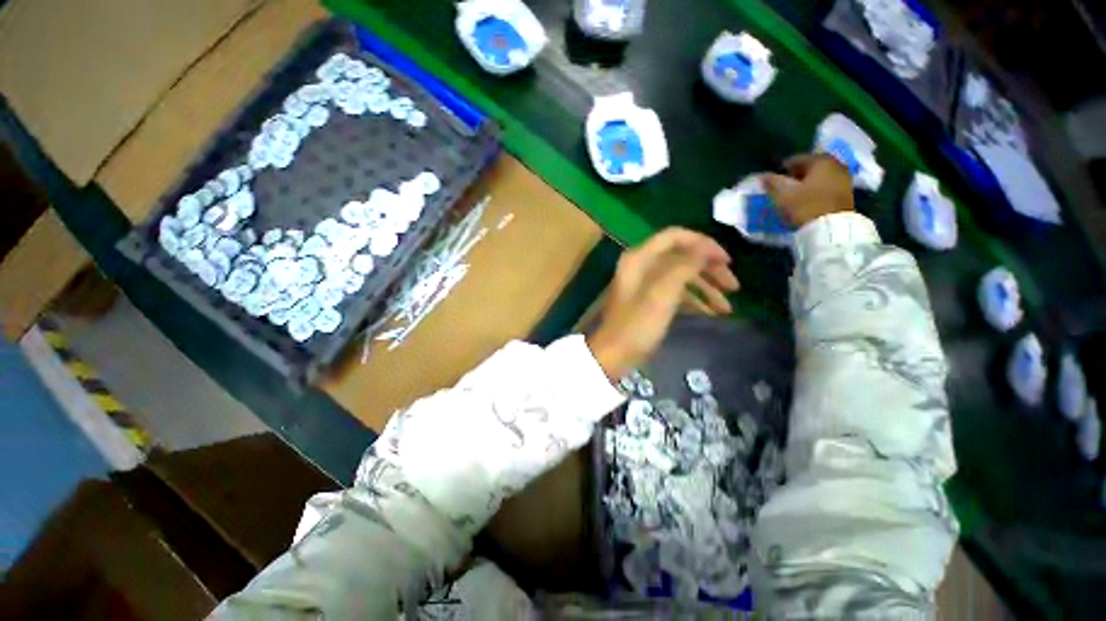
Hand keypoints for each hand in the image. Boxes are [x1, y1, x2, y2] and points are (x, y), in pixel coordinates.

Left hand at [587, 228, 738, 379]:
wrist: (613, 355)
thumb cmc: (637, 324)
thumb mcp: (662, 293)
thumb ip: (685, 265)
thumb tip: (706, 248)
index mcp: (639, 257)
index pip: (675, 236)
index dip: (703, 244)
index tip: (727, 261)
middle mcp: (641, 265)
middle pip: (681, 256)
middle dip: (709, 269)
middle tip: (734, 286)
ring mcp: (644, 284)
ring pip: (680, 276)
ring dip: (705, 288)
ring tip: (726, 308)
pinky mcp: (648, 300)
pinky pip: (674, 293)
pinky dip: (692, 300)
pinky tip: (710, 313)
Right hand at [764, 153, 853, 227]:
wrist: (832, 228)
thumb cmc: (806, 206)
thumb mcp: (784, 194)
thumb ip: (773, 182)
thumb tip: (763, 175)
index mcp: (820, 160)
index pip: (796, 159)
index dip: (782, 169)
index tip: (773, 179)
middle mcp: (836, 164)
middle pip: (811, 166)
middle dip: (797, 174)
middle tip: (784, 186)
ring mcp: (844, 177)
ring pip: (820, 175)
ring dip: (808, 182)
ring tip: (795, 194)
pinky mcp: (847, 191)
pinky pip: (827, 185)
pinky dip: (817, 188)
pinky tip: (808, 198)